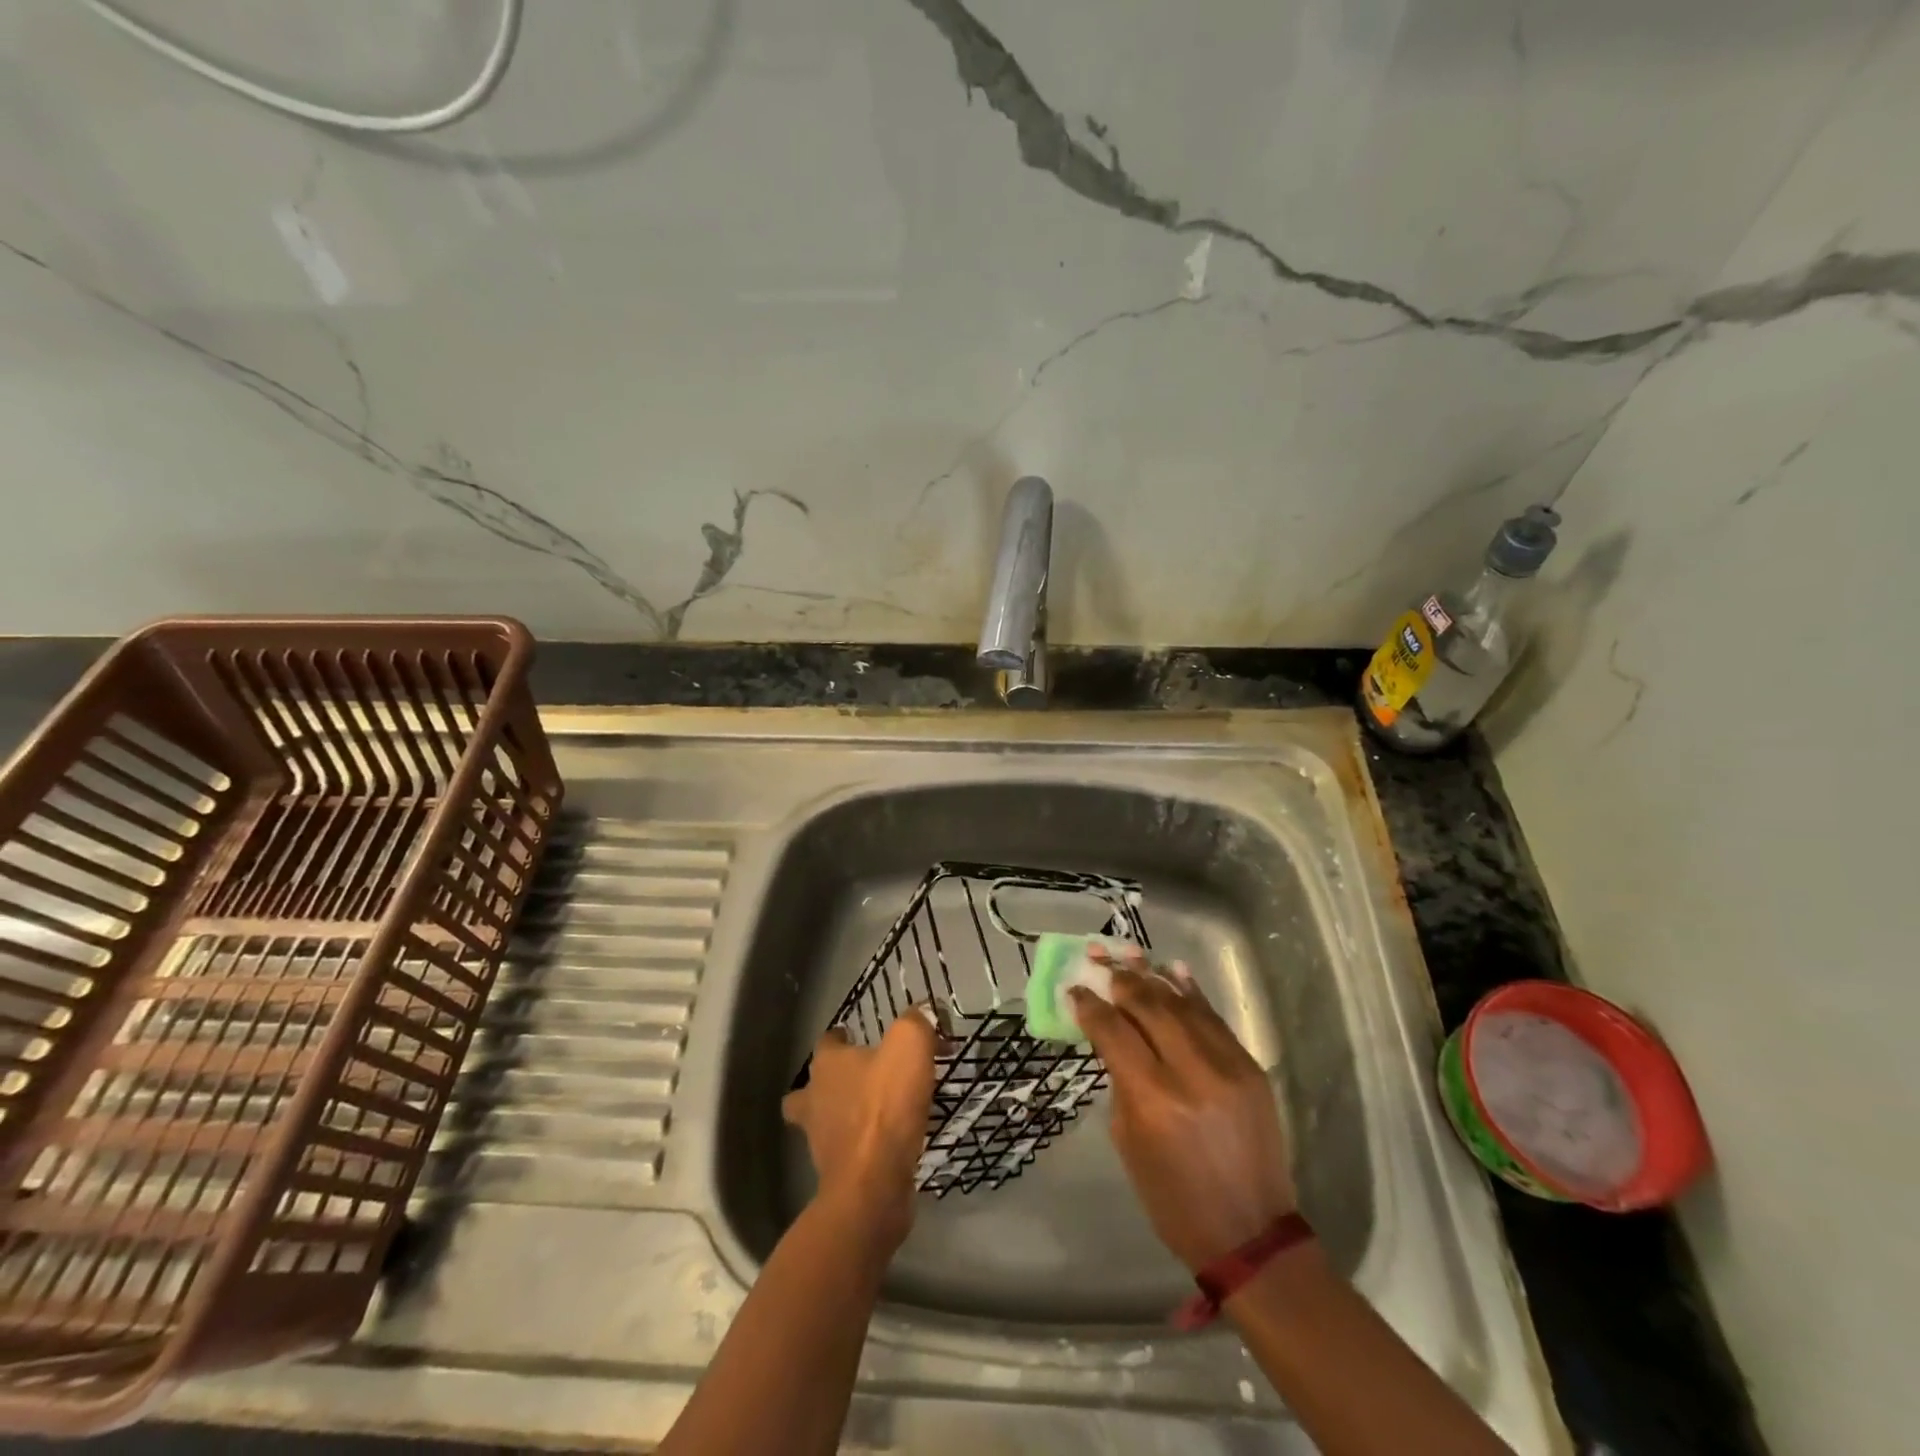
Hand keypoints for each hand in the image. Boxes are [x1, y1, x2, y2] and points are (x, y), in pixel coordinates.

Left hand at [782, 1011, 936, 1246]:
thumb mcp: (910, 1046)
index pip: (827, 1041)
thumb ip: (917, 1021)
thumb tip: (926, 1010)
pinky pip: (845, 1150)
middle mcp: (815, 1098)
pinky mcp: (835, 1173)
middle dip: (831, 1081)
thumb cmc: (885, 1107)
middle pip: (812, 1084)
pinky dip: (860, 1145)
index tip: (860, 1036)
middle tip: (863, 1079)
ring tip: (876, 1113)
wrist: (873, 1185)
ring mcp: (820, 1139)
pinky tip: (887, 1143)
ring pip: (823, 1120)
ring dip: (843, 1115)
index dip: (842, 1037)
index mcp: (828, 1064)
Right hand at [1070, 952, 1296, 1270]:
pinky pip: (1214, 1017)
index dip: (1090, 1005)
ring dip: (1151, 975)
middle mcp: (1192, 1072)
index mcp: (1154, 1099)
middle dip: (1119, 979)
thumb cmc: (1173, 1198)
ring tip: (1128, 953)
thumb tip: (1111, 1033)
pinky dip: (1190, 991)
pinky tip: (1171, 969)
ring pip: (1182, 1003)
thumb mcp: (1129, 1140)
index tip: (1074, 989)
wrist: (1250, 1233)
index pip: (1114, 1031)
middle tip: (1098, 959)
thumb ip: (1120, 1079)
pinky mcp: (1250, 1066)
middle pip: (1148, 1006)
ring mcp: (1227, 1065)